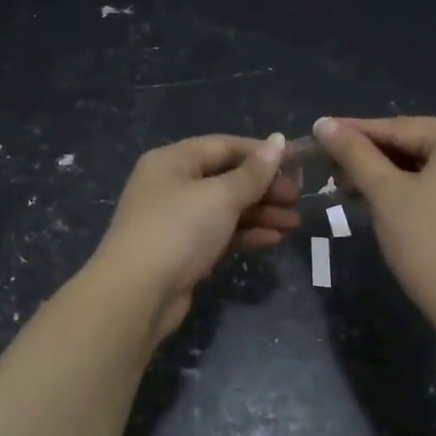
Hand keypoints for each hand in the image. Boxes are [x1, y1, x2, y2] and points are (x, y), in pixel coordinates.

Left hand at [89, 133, 299, 338]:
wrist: (137, 294)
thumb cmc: (178, 231)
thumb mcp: (220, 196)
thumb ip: (253, 172)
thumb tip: (278, 140)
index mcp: (173, 160)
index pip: (224, 146)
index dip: (261, 153)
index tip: (297, 165)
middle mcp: (172, 184)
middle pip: (227, 178)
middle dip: (264, 188)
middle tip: (297, 200)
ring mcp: (177, 219)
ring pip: (226, 208)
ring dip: (261, 213)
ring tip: (294, 224)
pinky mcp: (184, 250)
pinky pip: (220, 233)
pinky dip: (246, 234)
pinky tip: (273, 239)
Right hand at [313, 115, 435, 319]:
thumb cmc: (426, 240)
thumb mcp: (384, 193)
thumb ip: (354, 153)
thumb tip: (323, 123)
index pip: (399, 127)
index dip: (354, 131)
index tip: (320, 132)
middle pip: (416, 143)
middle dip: (372, 156)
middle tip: (331, 166)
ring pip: (429, 164)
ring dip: (389, 173)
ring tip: (349, 184)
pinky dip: (414, 187)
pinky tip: (383, 197)